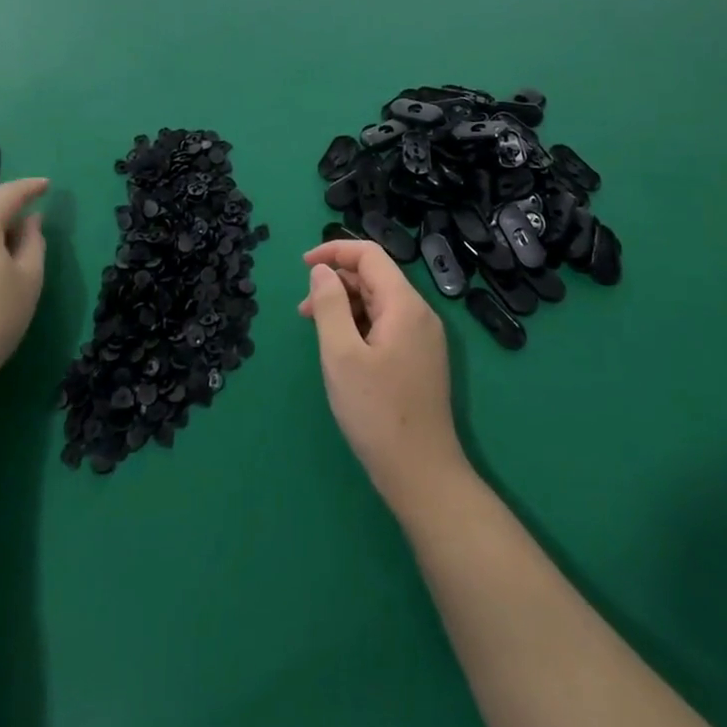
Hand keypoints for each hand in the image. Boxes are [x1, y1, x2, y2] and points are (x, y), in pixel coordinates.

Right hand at [300, 239, 467, 508]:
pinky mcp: (420, 360)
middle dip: (336, 283)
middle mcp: (419, 313)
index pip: (370, 255)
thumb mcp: (341, 355)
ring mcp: (423, 338)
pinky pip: (386, 325)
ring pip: (379, 302)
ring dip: (345, 306)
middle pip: (375, 277)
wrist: (423, 475)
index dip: (335, 251)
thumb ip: (329, 305)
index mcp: (404, 304)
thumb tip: (321, 270)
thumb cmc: (377, 412)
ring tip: (316, 331)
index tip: (303, 266)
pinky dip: (359, 325)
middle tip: (303, 311)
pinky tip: (341, 350)